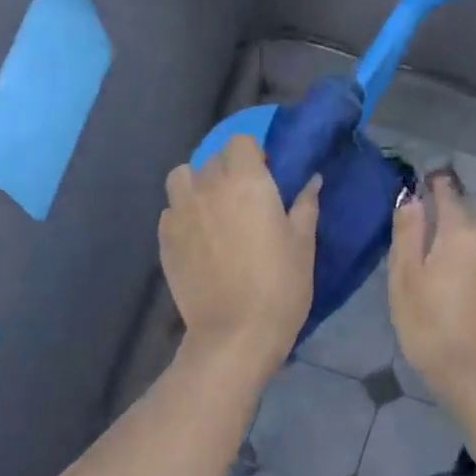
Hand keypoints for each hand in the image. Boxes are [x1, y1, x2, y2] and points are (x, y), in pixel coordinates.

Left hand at [160, 135, 320, 375]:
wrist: (235, 334)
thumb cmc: (280, 287)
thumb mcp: (303, 245)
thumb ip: (305, 205)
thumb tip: (311, 180)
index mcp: (246, 181)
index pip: (241, 141)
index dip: (253, 154)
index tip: (266, 175)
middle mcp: (208, 187)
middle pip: (212, 159)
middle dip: (228, 169)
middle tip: (243, 199)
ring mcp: (180, 212)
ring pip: (181, 179)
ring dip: (196, 185)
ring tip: (212, 210)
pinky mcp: (164, 239)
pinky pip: (170, 211)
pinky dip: (183, 215)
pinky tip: (198, 239)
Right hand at [388, 174, 475, 407]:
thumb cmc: (432, 330)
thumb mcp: (405, 281)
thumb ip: (408, 235)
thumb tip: (411, 199)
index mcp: (463, 234)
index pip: (450, 196)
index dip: (437, 187)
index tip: (428, 181)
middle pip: (473, 217)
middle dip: (454, 215)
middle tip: (433, 227)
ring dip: (470, 244)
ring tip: (450, 263)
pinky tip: (471, 291)